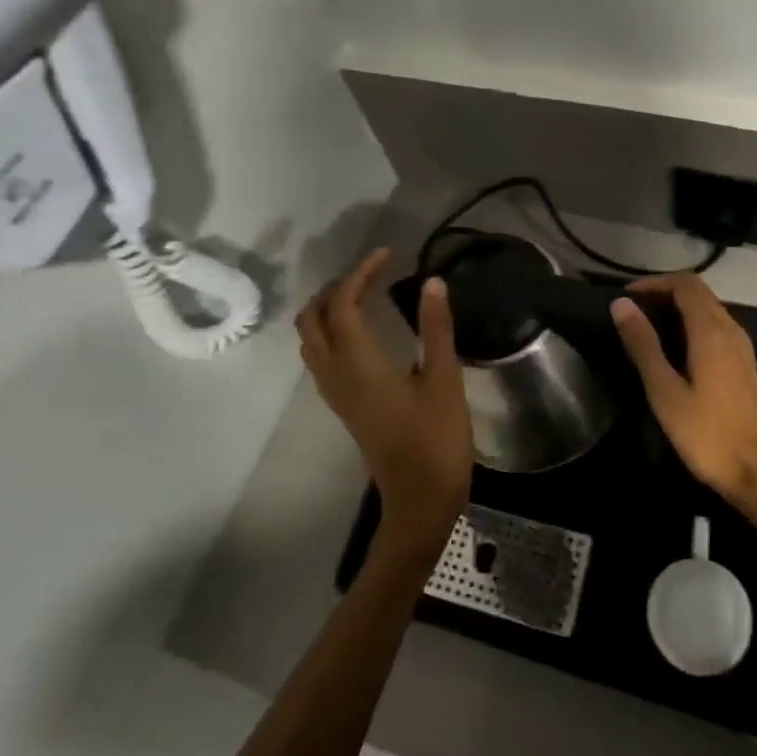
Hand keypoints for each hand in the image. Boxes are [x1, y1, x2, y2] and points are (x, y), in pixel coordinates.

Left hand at [297, 248, 472, 564]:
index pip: (342, 304)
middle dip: (335, 288)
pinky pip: (322, 357)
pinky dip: (332, 331)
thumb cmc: (436, 440)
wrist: (420, 501)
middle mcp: (336, 375)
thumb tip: (432, 281)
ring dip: (328, 309)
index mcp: (358, 364)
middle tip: (371, 273)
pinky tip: (363, 331)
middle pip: (312, 320)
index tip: (387, 254)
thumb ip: (436, 328)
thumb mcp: (444, 380)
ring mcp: (336, 394)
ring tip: (365, 294)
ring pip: (312, 340)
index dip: (360, 273)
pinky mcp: (344, 406)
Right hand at [610, 274, 756, 510]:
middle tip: (630, 312)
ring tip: (644, 329)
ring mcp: (740, 347)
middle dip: (663, 293)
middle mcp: (730, 329)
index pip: (685, 283)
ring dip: (676, 309)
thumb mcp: (665, 391)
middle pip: (697, 292)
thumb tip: (621, 304)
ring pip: (707, 309)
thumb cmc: (708, 435)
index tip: (625, 297)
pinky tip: (671, 351)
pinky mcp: (742, 365)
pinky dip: (689, 325)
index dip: (654, 282)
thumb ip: (643, 345)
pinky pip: (714, 328)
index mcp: (711, 330)